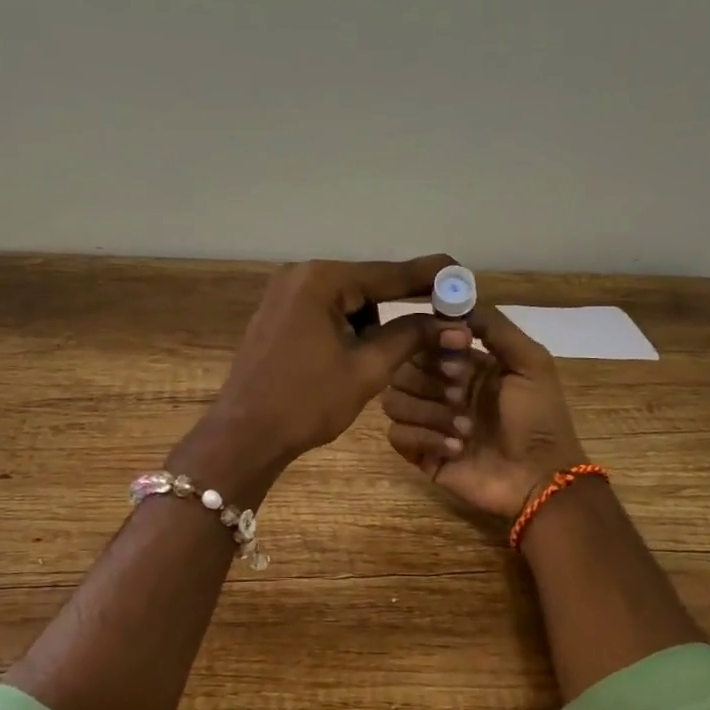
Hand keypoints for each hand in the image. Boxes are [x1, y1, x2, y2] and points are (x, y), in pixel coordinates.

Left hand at [174, 255, 457, 502]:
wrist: (244, 435)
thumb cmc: (306, 402)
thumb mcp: (367, 368)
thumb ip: (411, 337)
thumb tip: (456, 324)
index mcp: (322, 280)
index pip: (389, 274)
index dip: (431, 277)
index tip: (464, 275)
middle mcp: (301, 275)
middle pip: (368, 284)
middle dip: (401, 306)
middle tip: (439, 324)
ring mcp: (285, 293)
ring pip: (348, 300)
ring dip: (372, 323)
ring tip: (379, 360)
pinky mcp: (278, 313)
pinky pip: (326, 310)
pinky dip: (348, 328)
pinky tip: (354, 356)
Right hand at [382, 305, 588, 519]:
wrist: (541, 479)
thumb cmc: (539, 418)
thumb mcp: (530, 363)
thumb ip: (496, 327)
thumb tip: (457, 303)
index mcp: (464, 366)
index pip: (424, 341)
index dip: (433, 343)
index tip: (457, 352)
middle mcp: (440, 390)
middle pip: (402, 369)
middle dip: (430, 380)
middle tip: (461, 395)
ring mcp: (428, 423)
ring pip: (394, 401)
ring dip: (430, 412)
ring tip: (465, 430)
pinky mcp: (420, 454)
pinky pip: (396, 435)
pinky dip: (425, 439)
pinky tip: (456, 449)